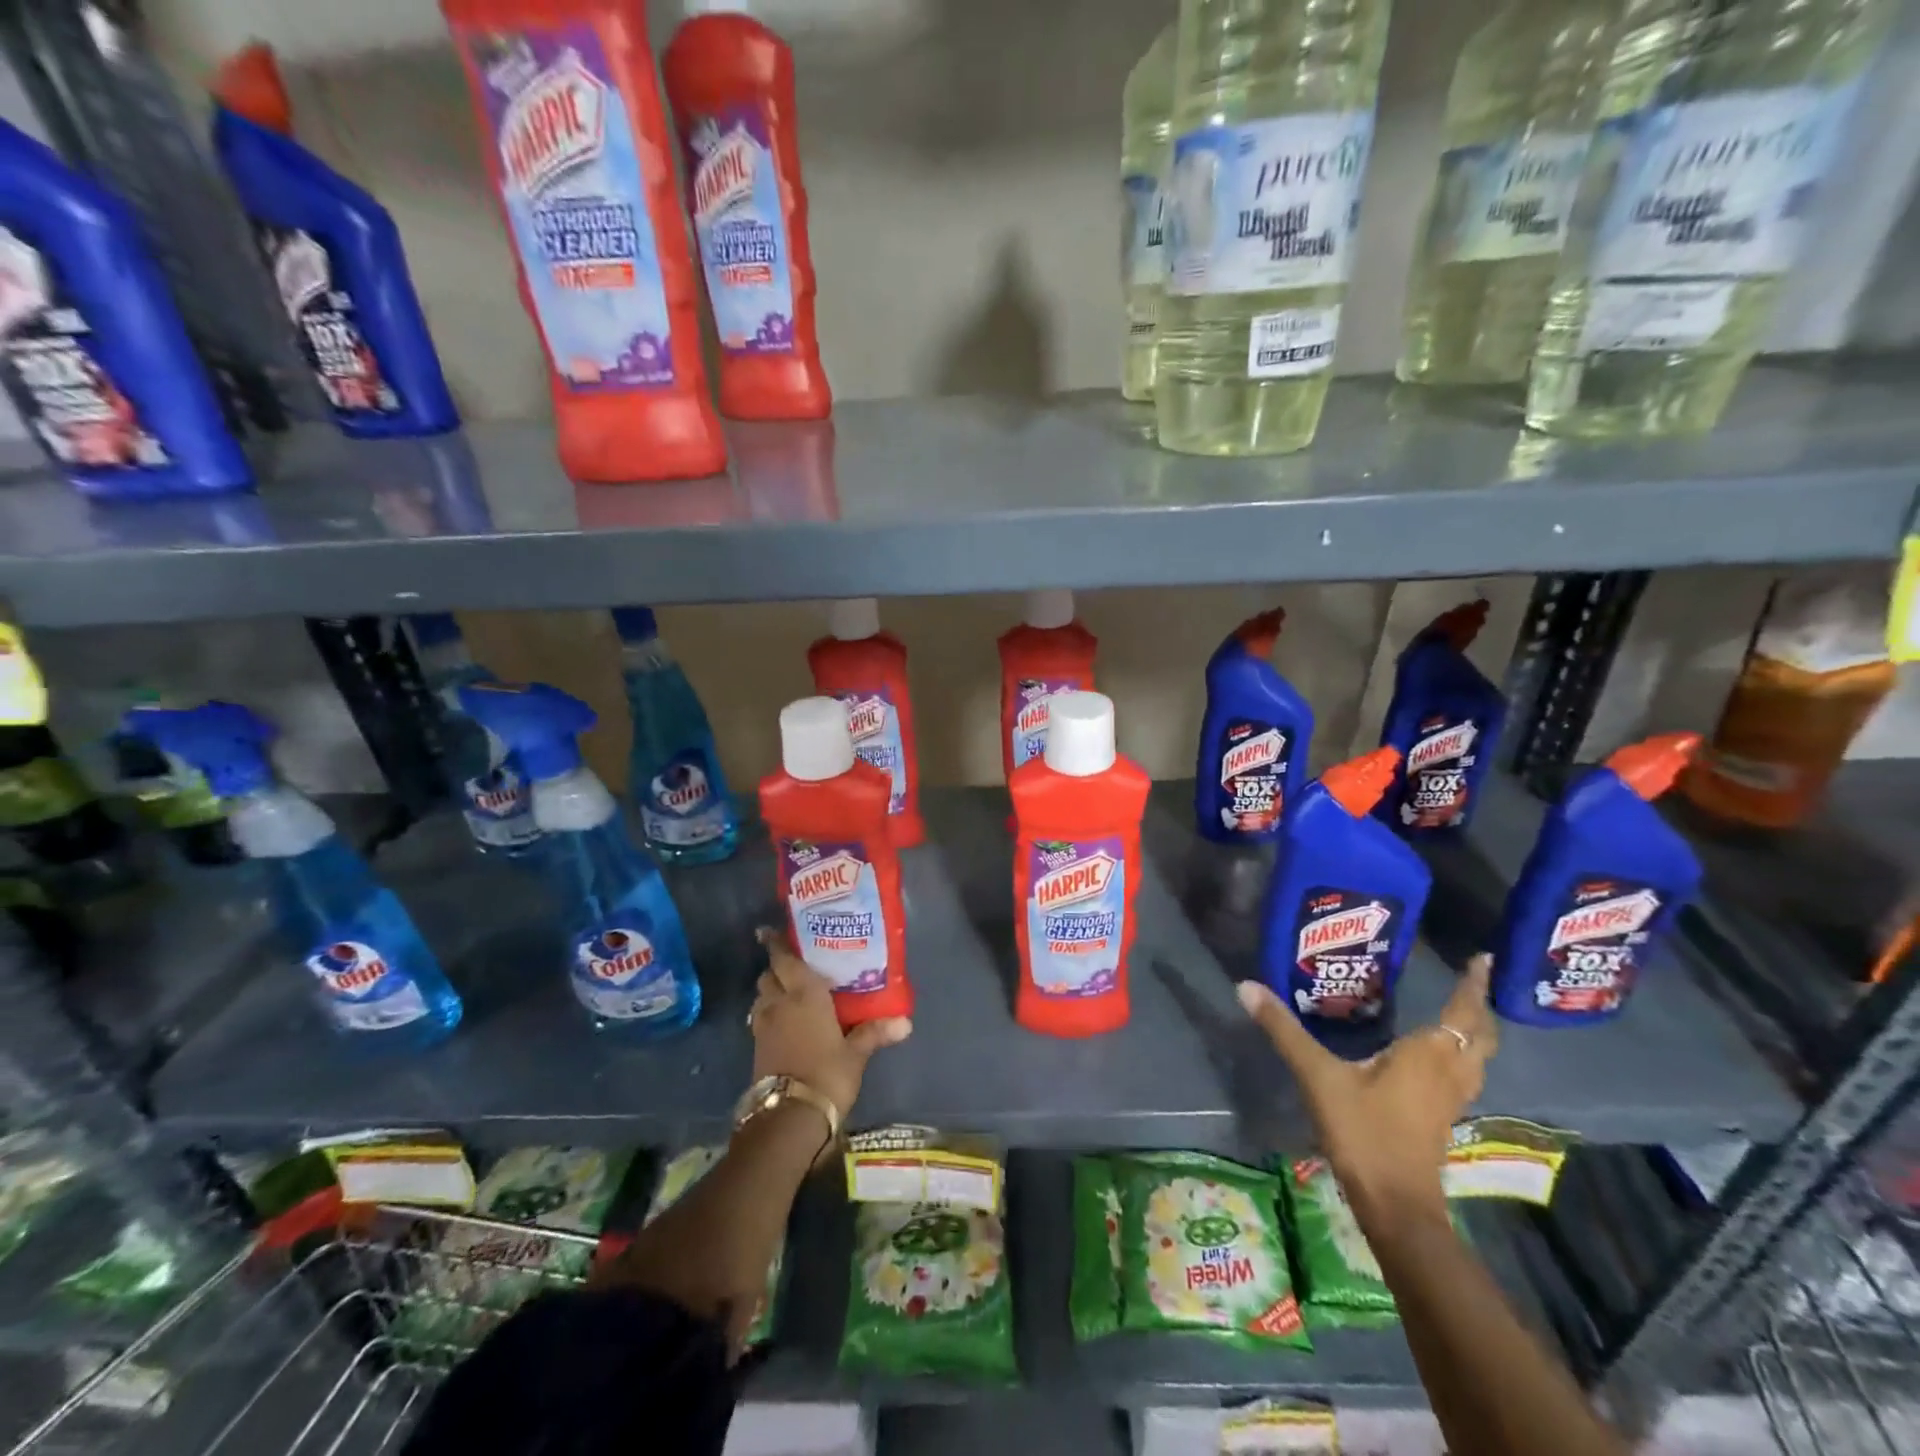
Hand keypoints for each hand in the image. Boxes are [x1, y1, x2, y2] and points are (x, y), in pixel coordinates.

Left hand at [747, 928, 911, 1121]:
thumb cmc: (827, 1074)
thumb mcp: (856, 1054)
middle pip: (769, 976)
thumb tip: (906, 1023)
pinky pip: (760, 1019)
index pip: (784, 959)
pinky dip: (769, 1013)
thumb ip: (875, 1033)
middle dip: (777, 968)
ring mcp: (763, 1027)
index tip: (767, 930)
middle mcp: (779, 1003)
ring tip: (790, 993)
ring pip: (761, 997)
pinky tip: (785, 1022)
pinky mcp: (757, 1049)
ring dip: (770, 991)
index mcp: (803, 994)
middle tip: (793, 965)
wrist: (789, 1117)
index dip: (775, 943)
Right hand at [1237, 955, 1497, 1230]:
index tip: (1483, 957)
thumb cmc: (1364, 1132)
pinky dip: (1460, 1055)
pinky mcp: (1442, 1118)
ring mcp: (1450, 1099)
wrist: (1395, 1205)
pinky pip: (1463, 1075)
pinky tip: (1435, 1056)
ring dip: (1474, 1033)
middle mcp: (1449, 1072)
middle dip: (1479, 1006)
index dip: (1473, 985)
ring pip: (1476, 1058)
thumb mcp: (1318, 1075)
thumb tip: (1246, 985)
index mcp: (1429, 1054)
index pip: (1462, 1011)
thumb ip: (1284, 1030)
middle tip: (1471, 979)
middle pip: (1480, 1035)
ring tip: (1459, 1011)